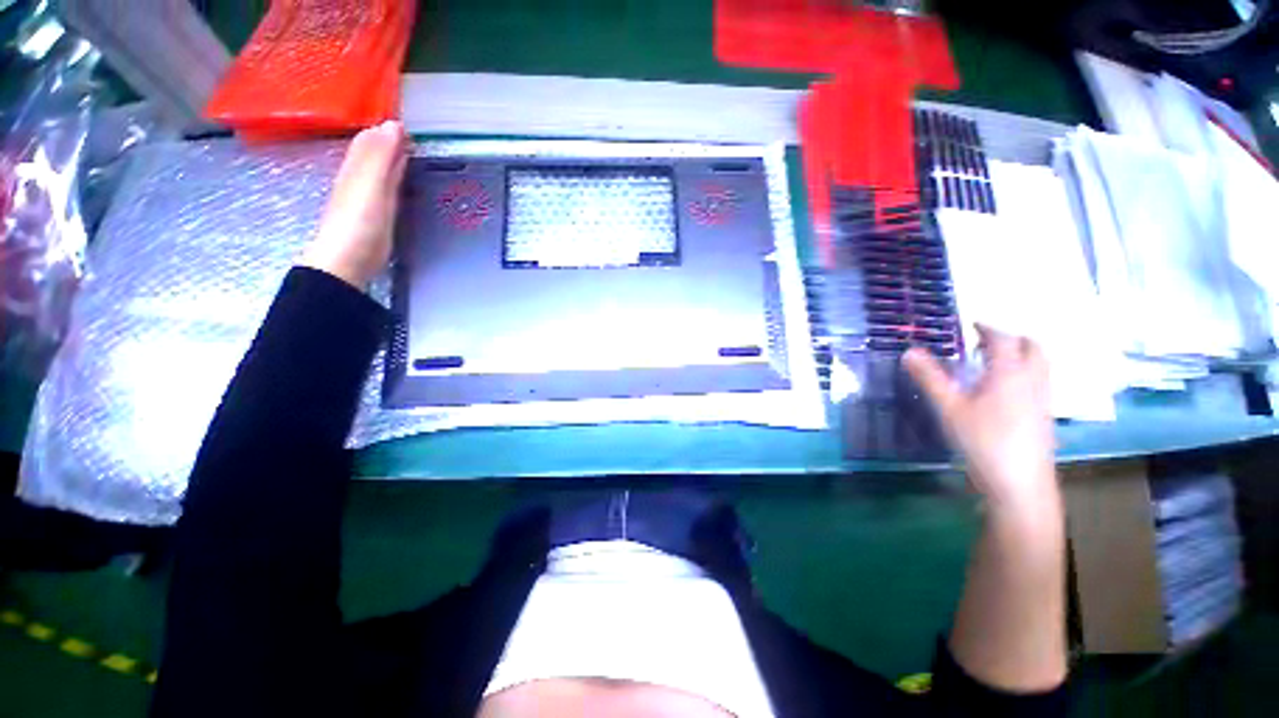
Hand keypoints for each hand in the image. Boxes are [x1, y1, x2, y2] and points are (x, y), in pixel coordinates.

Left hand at [299, 121, 408, 288]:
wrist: (348, 261)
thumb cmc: (360, 223)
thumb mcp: (371, 186)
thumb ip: (382, 158)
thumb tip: (394, 124)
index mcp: (357, 168)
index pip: (371, 139)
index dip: (386, 127)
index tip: (409, 118)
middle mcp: (359, 178)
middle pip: (374, 152)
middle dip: (390, 140)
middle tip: (415, 131)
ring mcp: (367, 197)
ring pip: (380, 169)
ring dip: (394, 158)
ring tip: (413, 148)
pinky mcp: (376, 215)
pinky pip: (387, 188)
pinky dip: (396, 178)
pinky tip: (403, 179)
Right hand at [903, 325, 1057, 513]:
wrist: (1020, 484)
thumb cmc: (984, 441)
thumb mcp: (950, 408)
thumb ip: (930, 378)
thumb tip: (909, 351)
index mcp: (1010, 374)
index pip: (1004, 338)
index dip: (987, 328)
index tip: (971, 324)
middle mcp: (1032, 381)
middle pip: (1032, 347)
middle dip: (1011, 338)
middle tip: (985, 342)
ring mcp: (1042, 400)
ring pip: (1040, 365)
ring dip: (1021, 355)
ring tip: (993, 363)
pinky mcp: (1043, 417)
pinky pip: (1038, 382)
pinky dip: (1024, 374)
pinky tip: (1003, 391)